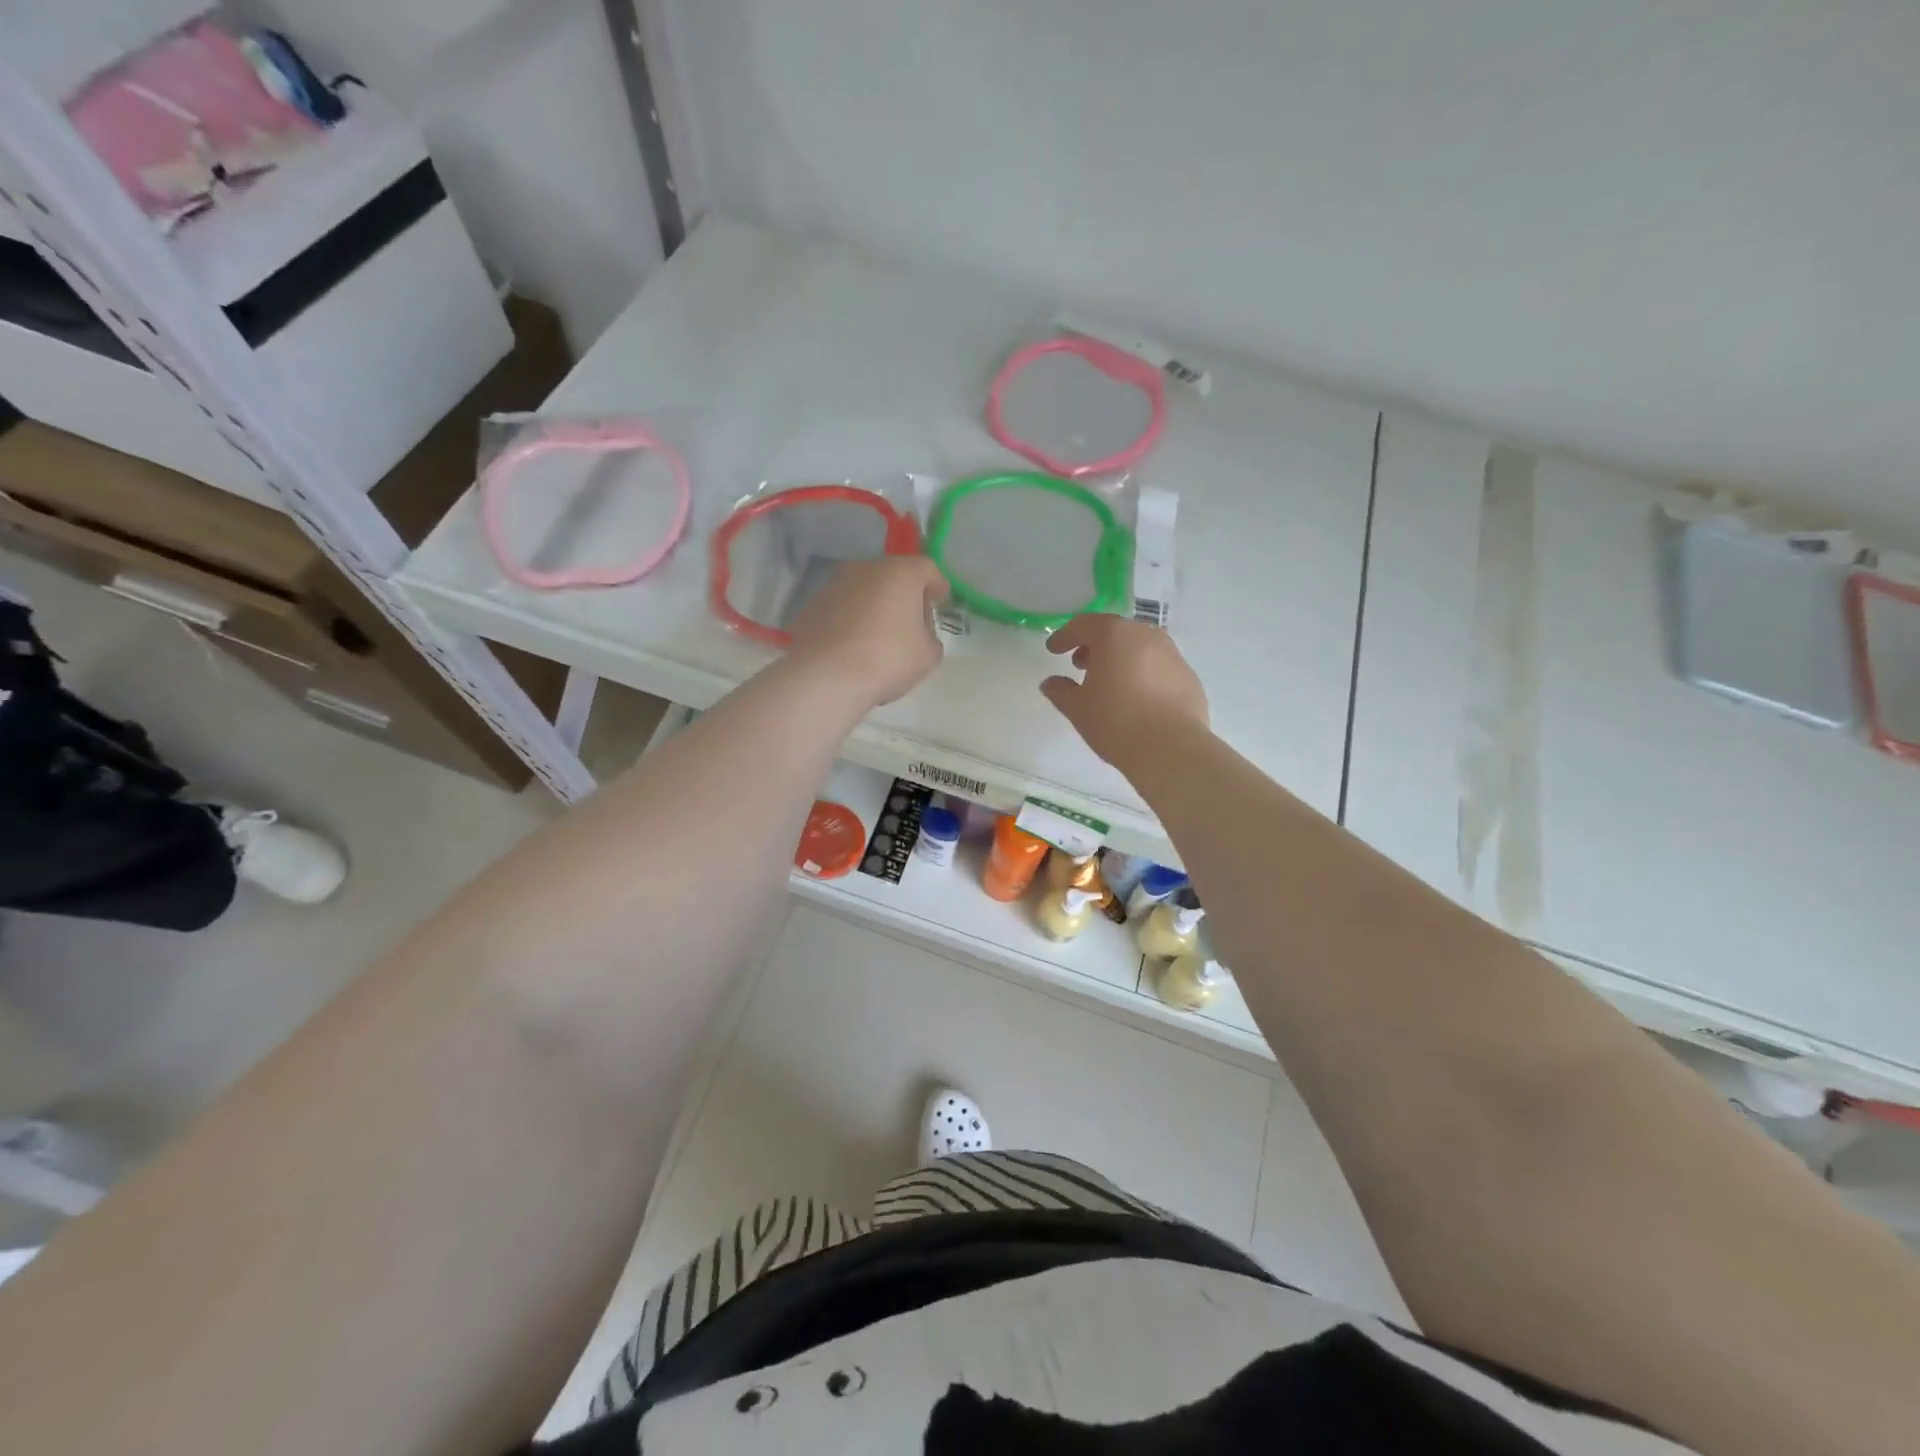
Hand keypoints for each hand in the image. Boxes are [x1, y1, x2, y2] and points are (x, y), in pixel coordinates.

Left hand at [787, 556, 949, 707]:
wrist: (826, 676)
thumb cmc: (887, 659)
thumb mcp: (927, 655)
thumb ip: (930, 638)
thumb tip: (921, 635)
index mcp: (900, 573)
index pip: (927, 568)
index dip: (937, 584)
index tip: (941, 600)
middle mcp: (865, 569)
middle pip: (893, 575)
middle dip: (904, 594)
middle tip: (911, 620)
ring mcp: (834, 585)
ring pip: (863, 590)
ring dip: (874, 605)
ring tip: (879, 634)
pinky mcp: (812, 606)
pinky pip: (841, 608)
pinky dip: (850, 619)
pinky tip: (853, 644)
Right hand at [1041, 614, 1209, 767]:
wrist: (1171, 748)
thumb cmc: (1116, 722)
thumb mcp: (1078, 708)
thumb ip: (1061, 691)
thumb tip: (1050, 683)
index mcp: (1114, 635)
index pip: (1083, 625)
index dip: (1065, 636)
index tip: (1053, 650)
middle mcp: (1146, 635)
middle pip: (1114, 632)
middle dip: (1094, 645)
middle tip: (1081, 665)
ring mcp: (1172, 654)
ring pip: (1139, 647)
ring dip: (1120, 658)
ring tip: (1109, 682)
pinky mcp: (1188, 675)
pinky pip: (1158, 666)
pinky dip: (1142, 673)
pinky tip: (1136, 698)